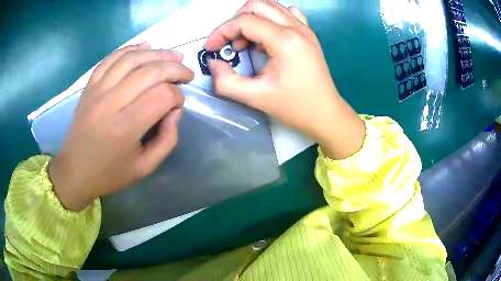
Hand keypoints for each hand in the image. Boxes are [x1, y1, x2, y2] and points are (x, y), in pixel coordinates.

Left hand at [49, 43, 193, 210]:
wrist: (75, 170)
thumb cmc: (109, 174)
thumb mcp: (145, 168)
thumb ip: (167, 140)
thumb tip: (175, 111)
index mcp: (125, 128)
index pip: (162, 96)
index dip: (178, 97)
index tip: (177, 107)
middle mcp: (110, 103)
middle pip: (150, 72)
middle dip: (175, 69)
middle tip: (186, 74)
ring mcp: (98, 90)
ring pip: (132, 58)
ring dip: (158, 53)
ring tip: (174, 56)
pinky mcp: (90, 85)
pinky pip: (112, 57)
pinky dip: (131, 48)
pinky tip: (146, 46)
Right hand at [205, 1, 364, 159]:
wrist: (325, 113)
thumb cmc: (294, 106)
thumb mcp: (255, 97)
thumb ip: (226, 81)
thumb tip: (214, 63)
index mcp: (285, 40)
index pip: (244, 21)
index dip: (221, 32)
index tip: (211, 49)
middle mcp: (296, 27)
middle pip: (257, 5)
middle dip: (236, 21)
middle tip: (230, 44)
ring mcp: (304, 28)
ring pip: (271, 6)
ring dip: (252, 18)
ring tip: (247, 42)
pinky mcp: (308, 33)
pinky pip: (286, 13)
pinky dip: (269, 19)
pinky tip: (267, 36)